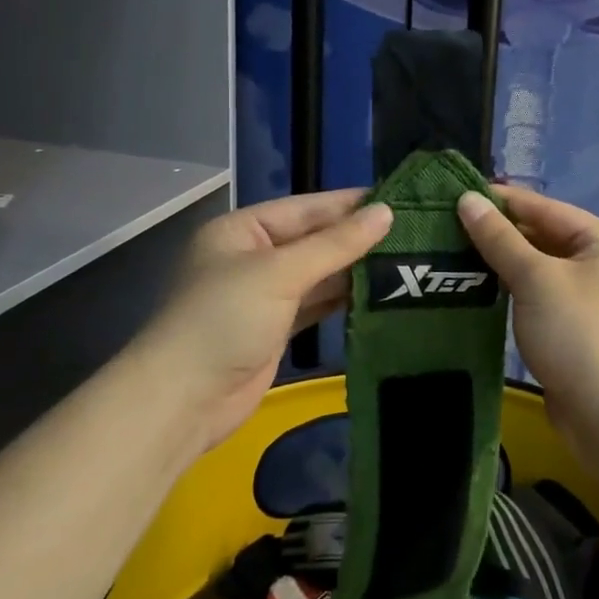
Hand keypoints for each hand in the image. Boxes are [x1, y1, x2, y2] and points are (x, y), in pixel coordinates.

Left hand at [137, 190, 391, 449]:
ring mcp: (264, 295)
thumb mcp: (280, 273)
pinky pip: (317, 304)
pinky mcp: (276, 329)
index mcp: (243, 230)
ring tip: (407, 258)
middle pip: (314, 240)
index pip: (306, 208)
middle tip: (414, 231)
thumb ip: (335, 244)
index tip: (399, 199)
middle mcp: (253, 257)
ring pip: (318, 274)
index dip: (350, 204)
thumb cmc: (225, 319)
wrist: (184, 400)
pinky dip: (343, 299)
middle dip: (357, 238)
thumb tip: (385, 212)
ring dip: (355, 269)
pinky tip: (379, 292)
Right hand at [456, 187, 598, 427]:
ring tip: (456, 252)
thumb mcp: (534, 278)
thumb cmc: (577, 332)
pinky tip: (480, 286)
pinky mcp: (580, 326)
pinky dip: (515, 288)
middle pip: (546, 236)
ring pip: (542, 268)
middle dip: (501, 233)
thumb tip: (467, 199)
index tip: (458, 193)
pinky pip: (542, 294)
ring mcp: (595, 297)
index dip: (502, 201)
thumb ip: (499, 238)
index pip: (546, 209)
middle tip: (450, 225)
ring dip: (505, 262)